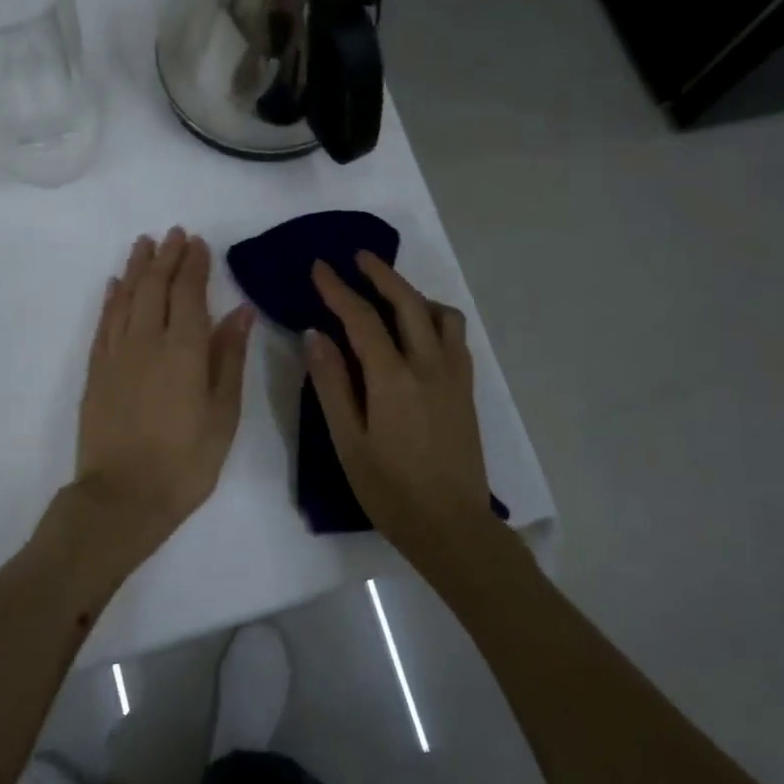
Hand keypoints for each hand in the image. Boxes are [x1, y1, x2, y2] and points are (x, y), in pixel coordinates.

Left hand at [75, 228, 253, 557]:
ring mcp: (116, 355)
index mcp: (183, 350)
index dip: (193, 264)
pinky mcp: (96, 372)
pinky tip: (116, 285)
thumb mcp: (223, 414)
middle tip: (174, 234)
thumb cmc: (186, 461)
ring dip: (136, 268)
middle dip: (166, 256)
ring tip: (145, 244)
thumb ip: (229, 358)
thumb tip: (240, 312)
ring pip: (126, 298)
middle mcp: (146, 341)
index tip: (198, 242)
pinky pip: (103, 324)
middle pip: (154, 287)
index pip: (188, 293)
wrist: (123, 497)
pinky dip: (111, 299)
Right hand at [306, 253, 493, 557]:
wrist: (451, 526)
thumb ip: (331, 385)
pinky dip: (436, 318)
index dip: (338, 290)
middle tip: (358, 257)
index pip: (363, 319)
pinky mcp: (467, 390)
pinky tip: (420, 331)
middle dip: (382, 274)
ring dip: (414, 294)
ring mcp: (454, 376)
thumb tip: (316, 335)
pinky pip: (456, 337)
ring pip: (441, 315)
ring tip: (390, 294)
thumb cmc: (390, 490)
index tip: (320, 267)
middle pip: (408, 303)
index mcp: (393, 379)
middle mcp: (429, 366)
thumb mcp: (348, 442)